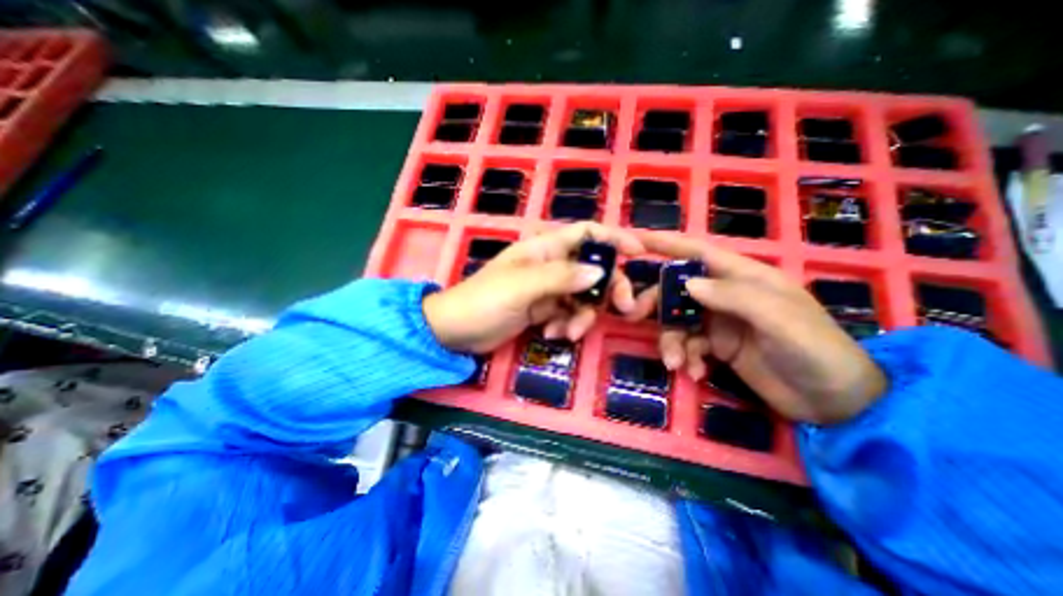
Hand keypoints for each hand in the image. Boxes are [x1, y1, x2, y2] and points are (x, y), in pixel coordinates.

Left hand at [424, 222, 647, 354]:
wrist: (456, 331)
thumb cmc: (484, 300)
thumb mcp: (523, 286)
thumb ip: (561, 277)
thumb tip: (601, 272)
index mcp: (544, 248)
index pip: (586, 233)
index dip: (613, 239)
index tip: (638, 253)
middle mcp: (550, 265)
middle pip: (593, 269)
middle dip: (608, 288)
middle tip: (622, 309)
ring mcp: (547, 289)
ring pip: (583, 297)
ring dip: (582, 316)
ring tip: (567, 333)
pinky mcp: (543, 310)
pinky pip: (568, 314)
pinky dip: (566, 326)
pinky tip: (552, 335)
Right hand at [640, 234, 890, 426]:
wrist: (834, 403)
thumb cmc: (815, 351)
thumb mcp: (780, 320)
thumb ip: (735, 296)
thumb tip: (687, 283)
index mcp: (744, 277)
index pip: (698, 252)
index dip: (666, 244)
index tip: (635, 242)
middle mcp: (727, 295)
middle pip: (677, 288)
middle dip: (657, 302)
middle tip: (635, 316)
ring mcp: (720, 321)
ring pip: (678, 321)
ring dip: (671, 341)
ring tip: (675, 363)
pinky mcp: (717, 346)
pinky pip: (688, 345)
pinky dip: (685, 358)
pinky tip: (694, 373)